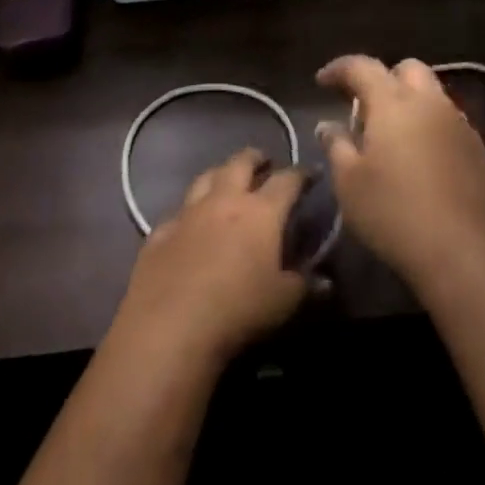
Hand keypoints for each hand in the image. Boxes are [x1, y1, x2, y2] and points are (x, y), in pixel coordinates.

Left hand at [115, 148, 307, 367]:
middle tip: (264, 162)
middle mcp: (224, 200)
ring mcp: (188, 213)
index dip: (301, 174)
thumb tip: (325, 281)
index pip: (287, 180)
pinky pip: (177, 212)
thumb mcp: (283, 302)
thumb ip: (304, 285)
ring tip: (227, 180)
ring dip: (220, 174)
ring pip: (205, 178)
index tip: (311, 173)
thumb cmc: (238, 310)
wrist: (170, 326)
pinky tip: (189, 222)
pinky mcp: (160, 232)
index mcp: (261, 211)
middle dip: (255, 158)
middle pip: (241, 163)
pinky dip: (188, 212)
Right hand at [315, 55, 484, 293]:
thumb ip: (337, 146)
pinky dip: (431, 129)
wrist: (469, 254)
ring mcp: (461, 125)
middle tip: (364, 107)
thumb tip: (328, 125)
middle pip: (407, 69)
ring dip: (410, 103)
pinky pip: (450, 124)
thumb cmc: (396, 214)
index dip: (339, 69)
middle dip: (383, 78)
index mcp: (394, 102)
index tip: (322, 81)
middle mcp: (430, 102)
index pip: (362, 66)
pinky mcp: (481, 151)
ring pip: (433, 95)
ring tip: (393, 137)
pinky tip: (422, 162)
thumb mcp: (350, 184)